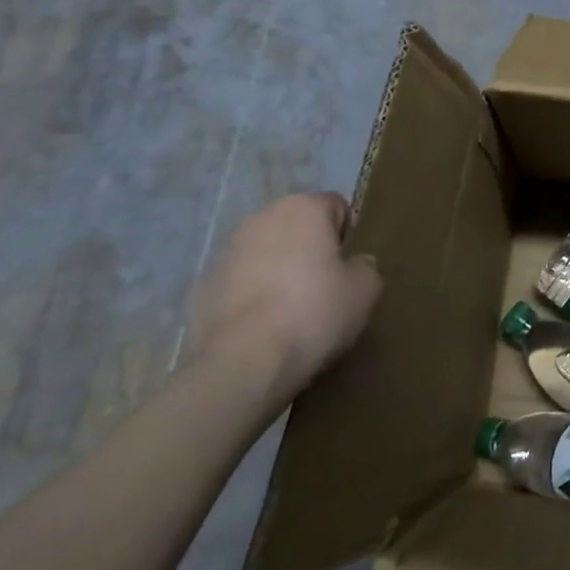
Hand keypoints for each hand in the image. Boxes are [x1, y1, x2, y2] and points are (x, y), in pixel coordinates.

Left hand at [190, 192, 380, 402]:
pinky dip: (253, 296)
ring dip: (279, 271)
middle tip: (325, 287)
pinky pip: (241, 283)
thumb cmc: (316, 311)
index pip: (337, 207)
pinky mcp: (202, 286)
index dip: (348, 236)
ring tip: (292, 311)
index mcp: (303, 208)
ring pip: (266, 254)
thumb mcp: (366, 288)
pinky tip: (264, 327)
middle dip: (310, 249)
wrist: (245, 362)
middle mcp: (262, 218)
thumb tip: (353, 264)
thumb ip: (365, 265)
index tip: (350, 268)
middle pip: (298, 227)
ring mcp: (226, 251)